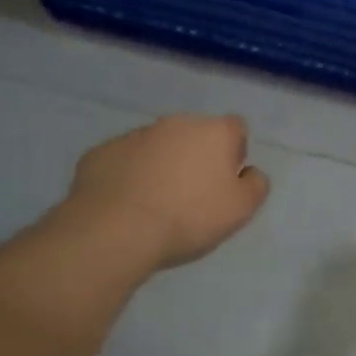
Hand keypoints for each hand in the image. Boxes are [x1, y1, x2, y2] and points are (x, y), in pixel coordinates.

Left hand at [57, 115, 269, 276]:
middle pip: (195, 134)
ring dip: (161, 164)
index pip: (236, 128)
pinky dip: (128, 175)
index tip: (225, 181)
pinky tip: (125, 204)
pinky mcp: (100, 152)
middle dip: (196, 156)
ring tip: (155, 202)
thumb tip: (249, 172)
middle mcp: (176, 123)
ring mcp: (134, 135)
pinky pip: (123, 160)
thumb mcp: (241, 209)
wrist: (113, 232)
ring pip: (157, 145)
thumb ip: (256, 184)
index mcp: (214, 131)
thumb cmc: (188, 217)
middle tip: (192, 193)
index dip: (234, 152)